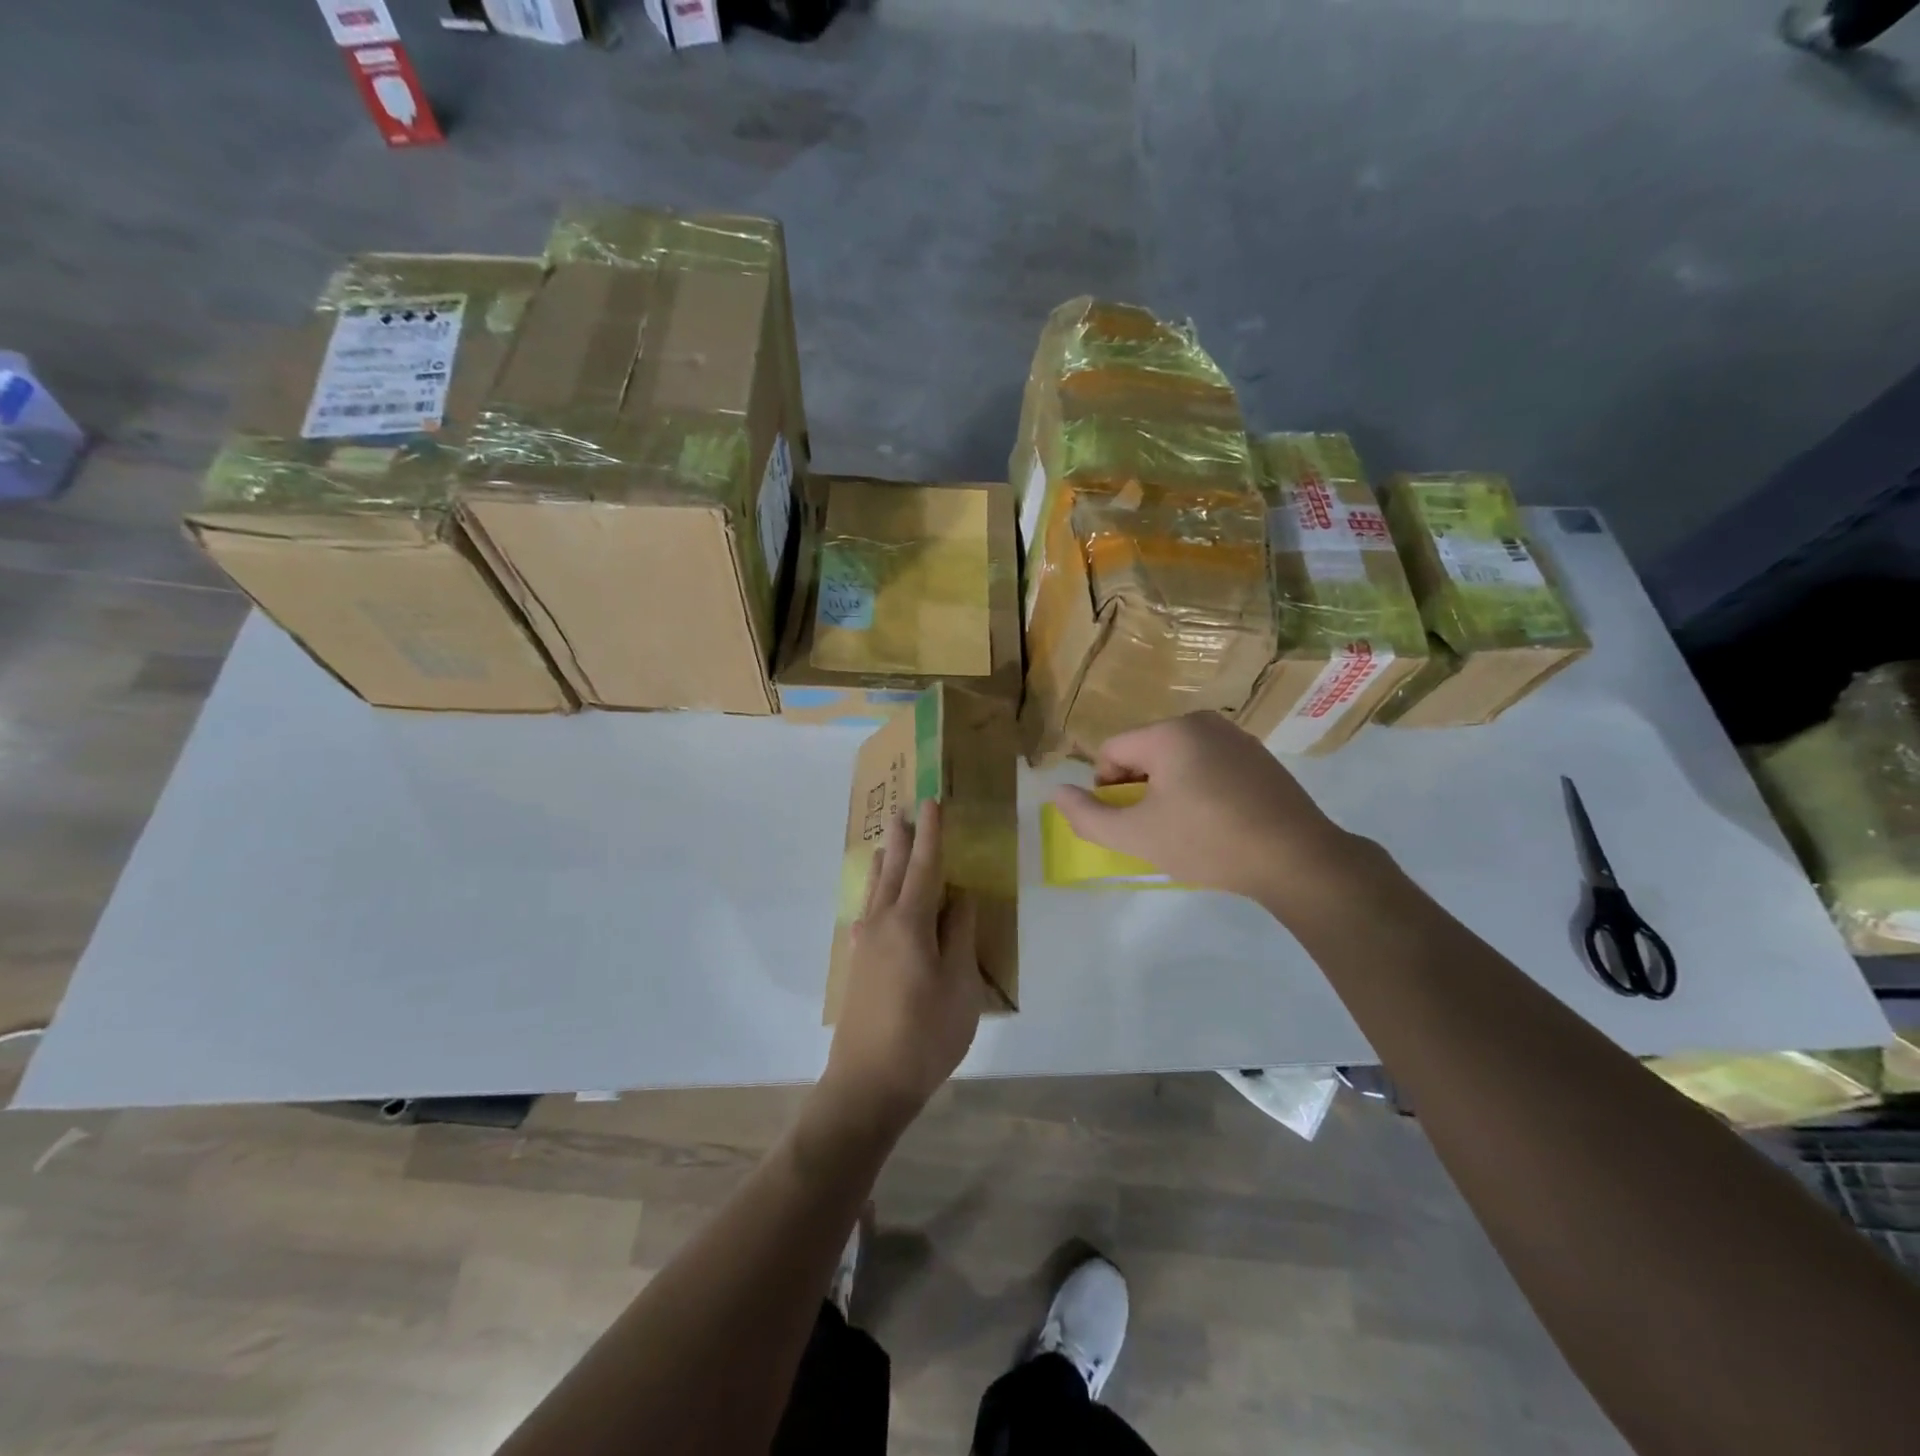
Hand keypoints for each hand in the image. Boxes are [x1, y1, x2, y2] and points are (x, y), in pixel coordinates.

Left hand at [821, 799, 982, 1129]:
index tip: (933, 803)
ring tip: (887, 844)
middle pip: (894, 872)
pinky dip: (876, 895)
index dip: (932, 834)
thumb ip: (960, 935)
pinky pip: (868, 914)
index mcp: (910, 923)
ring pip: (875, 892)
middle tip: (905, 812)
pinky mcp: (858, 966)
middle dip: (903, 841)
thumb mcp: (960, 984)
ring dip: (885, 864)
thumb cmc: (925, 1034)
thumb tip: (961, 896)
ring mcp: (864, 945)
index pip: (925, 867)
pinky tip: (873, 905)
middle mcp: (881, 924)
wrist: (868, 1084)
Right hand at [1050, 712, 1359, 900]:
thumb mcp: (1137, 837)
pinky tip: (1216, 820)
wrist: (1296, 859)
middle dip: (1139, 790)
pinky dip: (1199, 788)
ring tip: (1187, 828)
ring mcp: (1235, 736)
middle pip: (1144, 752)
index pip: (1112, 752)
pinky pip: (1208, 764)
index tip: (1129, 823)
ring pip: (1176, 759)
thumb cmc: (1208, 843)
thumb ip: (1088, 816)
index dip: (1108, 790)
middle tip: (1158, 829)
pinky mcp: (1258, 755)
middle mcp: (1201, 721)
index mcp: (1169, 732)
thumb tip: (1057, 792)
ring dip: (1168, 790)